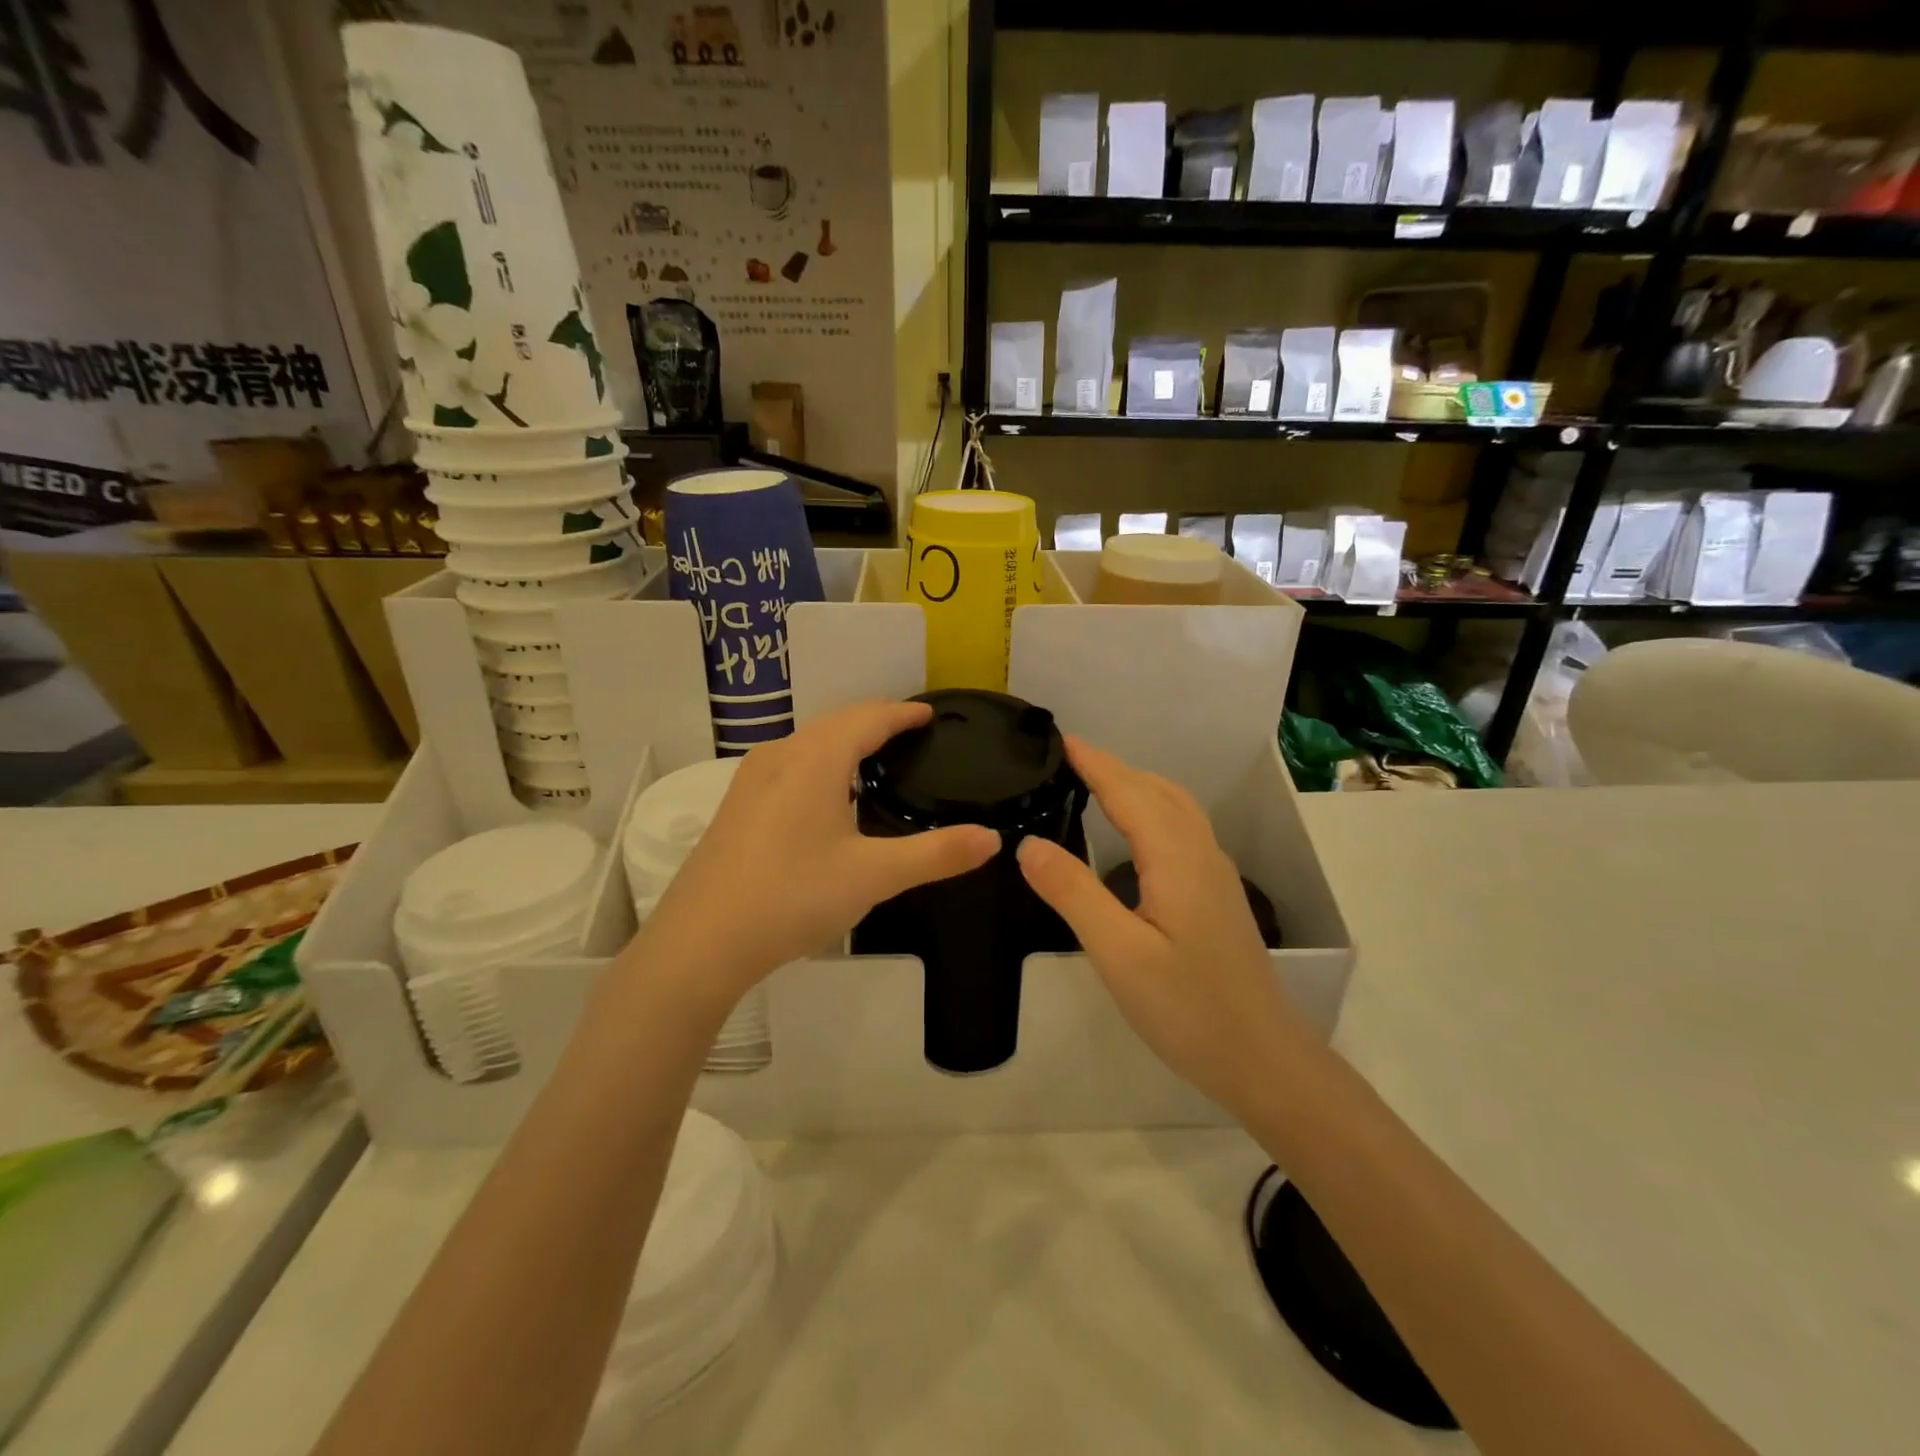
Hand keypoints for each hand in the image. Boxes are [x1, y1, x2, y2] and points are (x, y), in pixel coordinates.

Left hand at [635, 700, 999, 1015]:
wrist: (701, 941)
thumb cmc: (792, 897)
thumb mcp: (874, 876)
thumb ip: (936, 854)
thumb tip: (993, 839)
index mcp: (817, 759)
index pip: (869, 718)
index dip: (903, 713)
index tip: (930, 714)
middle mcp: (781, 755)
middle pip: (837, 723)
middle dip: (876, 720)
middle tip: (911, 732)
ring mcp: (752, 779)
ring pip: (809, 742)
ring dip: (845, 740)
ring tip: (876, 758)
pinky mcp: (737, 805)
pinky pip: (790, 764)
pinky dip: (821, 762)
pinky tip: (828, 796)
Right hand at [1016, 737, 1308, 1119]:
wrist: (1262, 1058)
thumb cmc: (1187, 1008)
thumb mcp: (1118, 954)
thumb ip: (1073, 893)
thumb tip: (1028, 843)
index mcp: (1176, 858)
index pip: (1128, 791)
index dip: (1093, 762)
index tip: (1058, 738)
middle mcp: (1200, 853)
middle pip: (1156, 790)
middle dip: (1112, 767)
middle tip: (1065, 760)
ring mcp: (1214, 873)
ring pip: (1174, 807)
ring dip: (1135, 785)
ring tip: (1092, 785)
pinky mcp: (1217, 894)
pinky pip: (1181, 828)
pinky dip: (1151, 808)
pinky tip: (1132, 834)